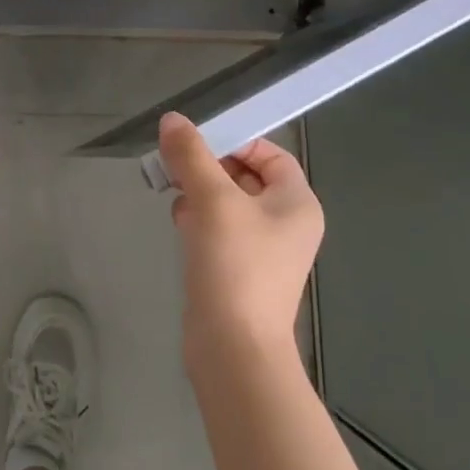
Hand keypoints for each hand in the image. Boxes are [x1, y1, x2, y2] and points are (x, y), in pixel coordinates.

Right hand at [159, 112, 322, 366]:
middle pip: (245, 175)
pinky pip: (218, 229)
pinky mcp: (238, 270)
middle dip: (208, 166)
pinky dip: (198, 219)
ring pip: (227, 202)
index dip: (236, 141)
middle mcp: (286, 224)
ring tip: (173, 191)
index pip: (271, 154)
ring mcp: (263, 250)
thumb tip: (172, 120)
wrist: (233, 349)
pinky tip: (178, 222)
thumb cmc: (235, 265)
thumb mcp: (212, 199)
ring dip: (199, 191)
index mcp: (296, 203)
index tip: (198, 144)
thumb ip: (191, 155)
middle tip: (176, 164)